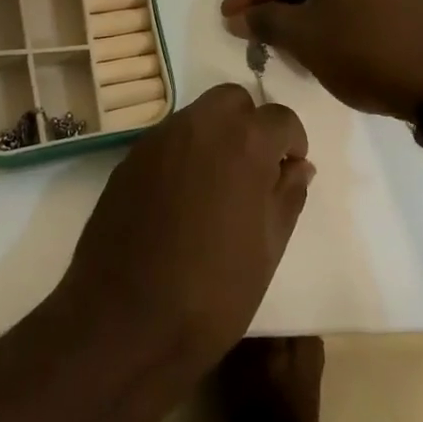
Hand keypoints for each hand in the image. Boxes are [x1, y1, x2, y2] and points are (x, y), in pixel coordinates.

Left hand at [54, 84, 312, 379]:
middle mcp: (199, 125)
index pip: (280, 117)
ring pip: (198, 115)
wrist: (124, 321)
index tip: (289, 171)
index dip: (292, 142)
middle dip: (251, 124)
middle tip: (255, 170)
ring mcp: (159, 138)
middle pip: (234, 100)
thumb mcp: (268, 249)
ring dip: (216, 135)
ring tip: (218, 187)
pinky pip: (168, 139)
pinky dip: (185, 153)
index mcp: (243, 142)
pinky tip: (183, 198)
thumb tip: (298, 166)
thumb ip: (288, 195)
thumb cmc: (213, 292)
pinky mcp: (129, 158)